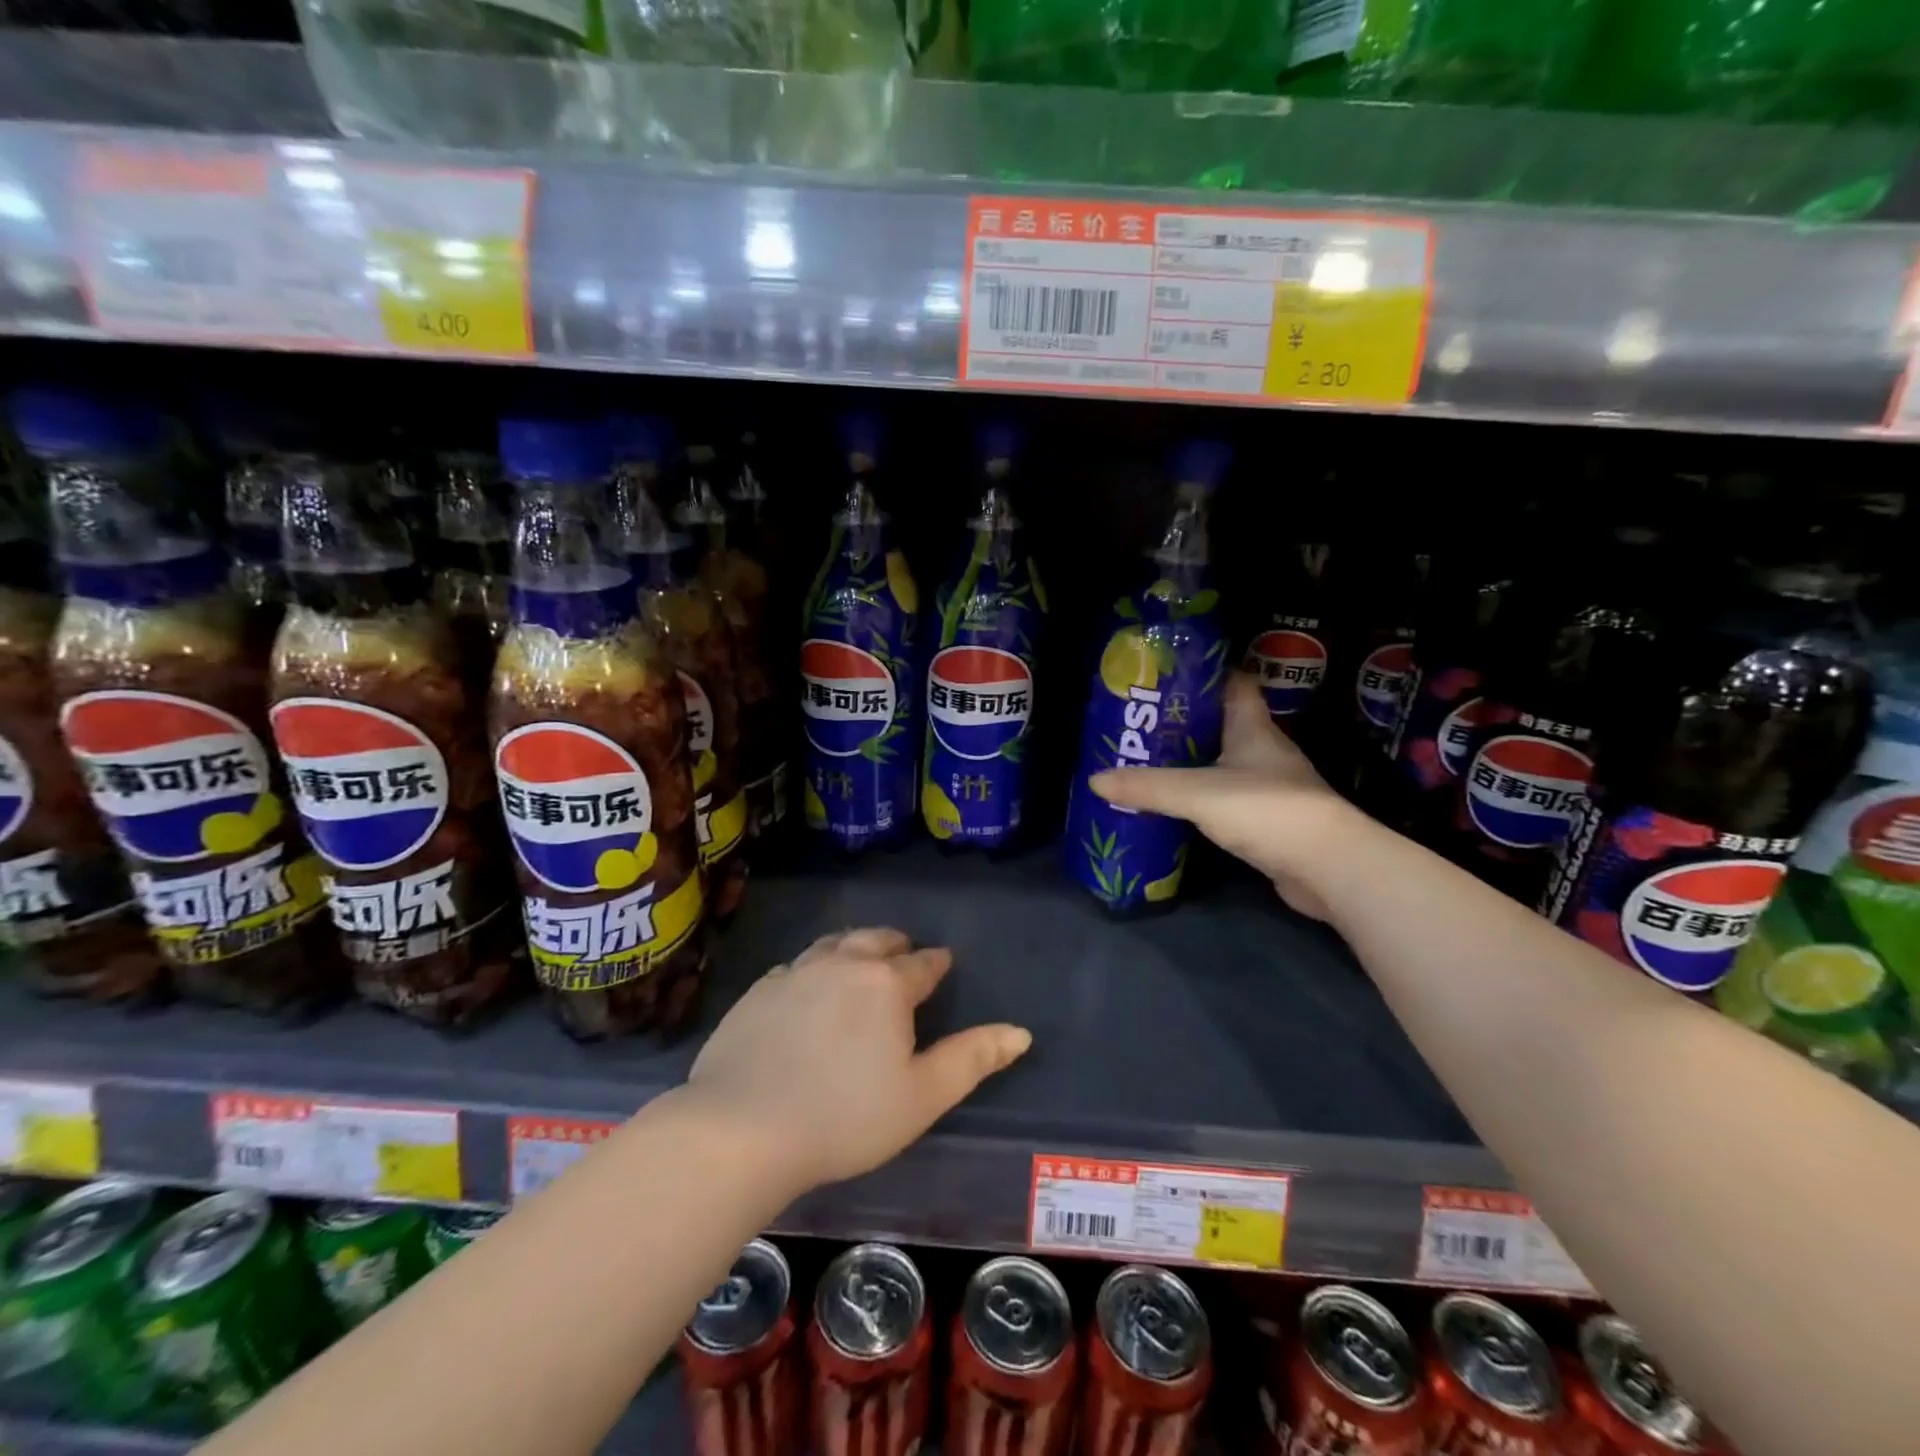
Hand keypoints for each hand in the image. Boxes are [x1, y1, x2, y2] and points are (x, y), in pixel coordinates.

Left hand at [685, 928, 1031, 1192]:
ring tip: (858, 959)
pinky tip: (805, 989)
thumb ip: (972, 1059)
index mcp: (887, 984)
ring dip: (852, 947)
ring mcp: (795, 973)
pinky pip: (793, 967)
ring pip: (833, 944)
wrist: (741, 1128)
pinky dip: (810, 970)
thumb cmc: (845, 1117)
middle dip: (895, 944)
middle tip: (902, 954)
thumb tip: (1021, 1032)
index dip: (936, 963)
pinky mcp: (757, 992)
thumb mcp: (922, 1096)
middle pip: (876, 940)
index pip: (922, 963)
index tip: (942, 963)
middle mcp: (842, 964)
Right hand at [1090, 672, 1362, 920]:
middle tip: (1143, 726)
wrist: (1328, 867)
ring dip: (1196, 764)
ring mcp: (1272, 788)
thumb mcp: (1196, 793)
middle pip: (1225, 725)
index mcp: (1254, 729)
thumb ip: (1147, 787)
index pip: (1234, 685)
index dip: (1205, 675)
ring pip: (1227, 765)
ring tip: (1152, 765)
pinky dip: (1206, 801)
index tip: (1168, 676)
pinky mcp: (1272, 822)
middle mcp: (1266, 752)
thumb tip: (1095, 781)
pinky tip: (1180, 809)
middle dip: (1187, 723)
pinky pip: (1231, 802)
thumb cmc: (1266, 809)